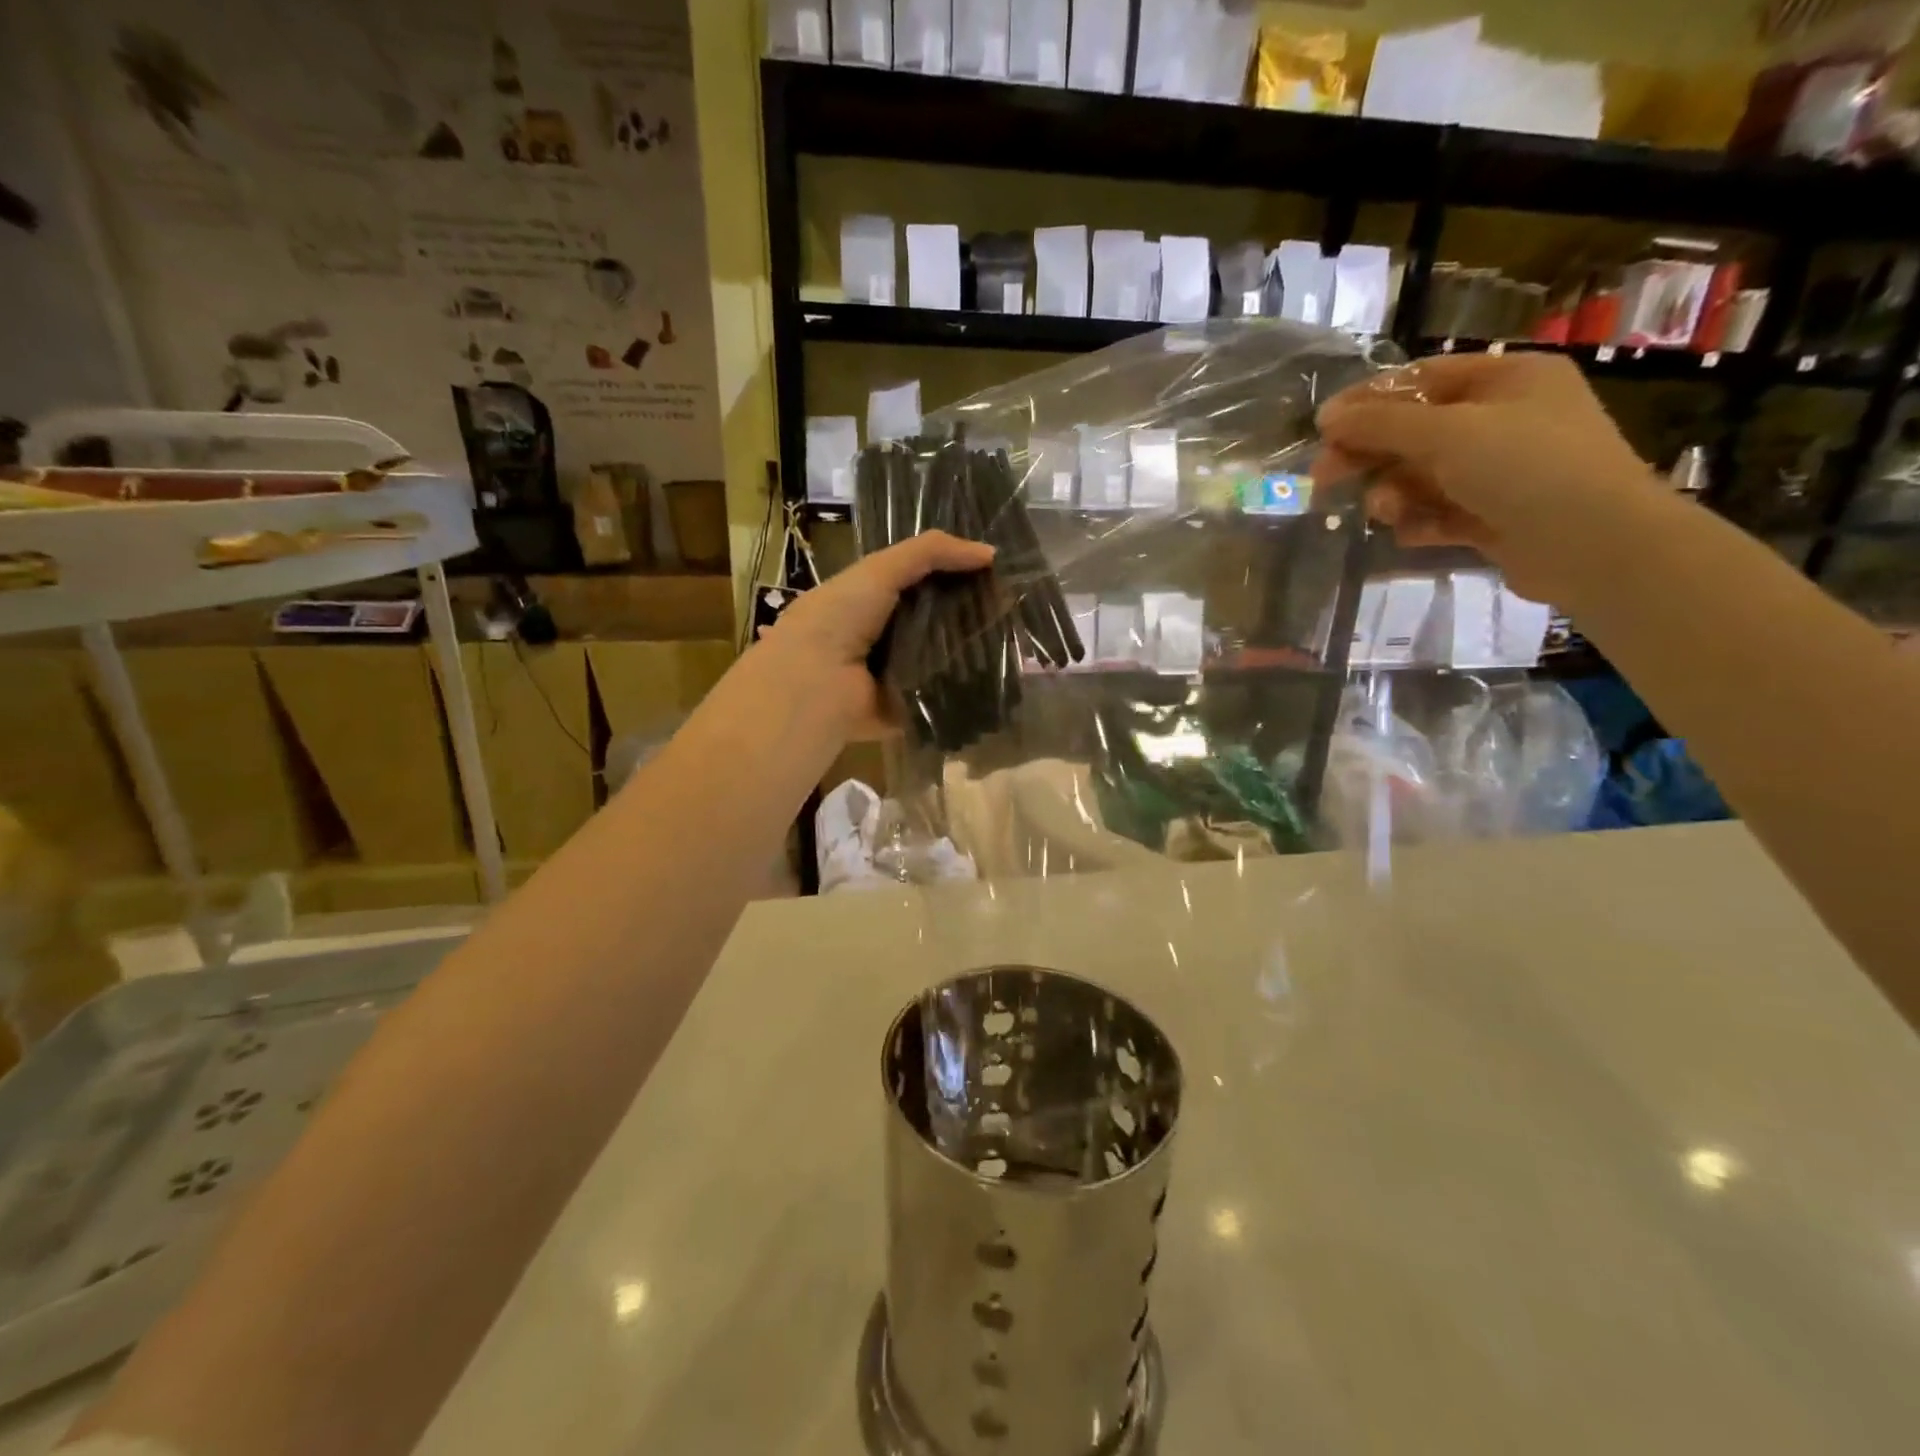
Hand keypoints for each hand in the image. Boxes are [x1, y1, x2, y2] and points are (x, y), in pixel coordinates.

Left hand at [756, 529, 994, 738]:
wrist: (815, 684)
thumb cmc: (840, 618)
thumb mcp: (880, 570)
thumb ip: (931, 552)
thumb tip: (990, 553)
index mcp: (868, 602)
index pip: (920, 584)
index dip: (954, 575)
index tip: (996, 572)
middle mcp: (882, 638)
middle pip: (935, 621)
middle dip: (969, 614)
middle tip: (1014, 607)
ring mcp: (896, 676)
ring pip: (943, 658)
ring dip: (972, 651)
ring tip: (1015, 639)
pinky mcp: (908, 709)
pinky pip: (942, 694)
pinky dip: (965, 687)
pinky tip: (1000, 676)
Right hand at [1310, 352, 1665, 601]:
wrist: (1592, 544)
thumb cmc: (1524, 467)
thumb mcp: (1446, 433)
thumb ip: (1381, 424)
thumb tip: (1328, 416)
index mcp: (1507, 380)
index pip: (1421, 379)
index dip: (1368, 401)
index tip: (1322, 428)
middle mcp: (1505, 419)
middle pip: (1416, 431)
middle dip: (1371, 454)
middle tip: (1324, 477)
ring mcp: (1501, 471)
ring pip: (1423, 476)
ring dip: (1394, 494)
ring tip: (1386, 512)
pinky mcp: (1495, 516)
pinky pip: (1440, 512)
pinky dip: (1420, 521)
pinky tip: (1411, 533)